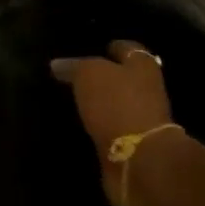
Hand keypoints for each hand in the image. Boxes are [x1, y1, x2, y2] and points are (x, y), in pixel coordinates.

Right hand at [51, 40, 174, 205]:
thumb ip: (74, 67)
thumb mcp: (89, 75)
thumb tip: (57, 64)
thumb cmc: (116, 104)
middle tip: (76, 77)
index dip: (110, 47)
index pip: (126, 48)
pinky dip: (100, 126)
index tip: (90, 49)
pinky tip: (83, 125)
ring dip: (101, 103)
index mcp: (142, 64)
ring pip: (118, 103)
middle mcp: (147, 88)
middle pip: (124, 76)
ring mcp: (142, 118)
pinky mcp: (133, 144)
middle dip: (104, 76)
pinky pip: (113, 128)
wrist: (137, 158)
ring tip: (76, 101)